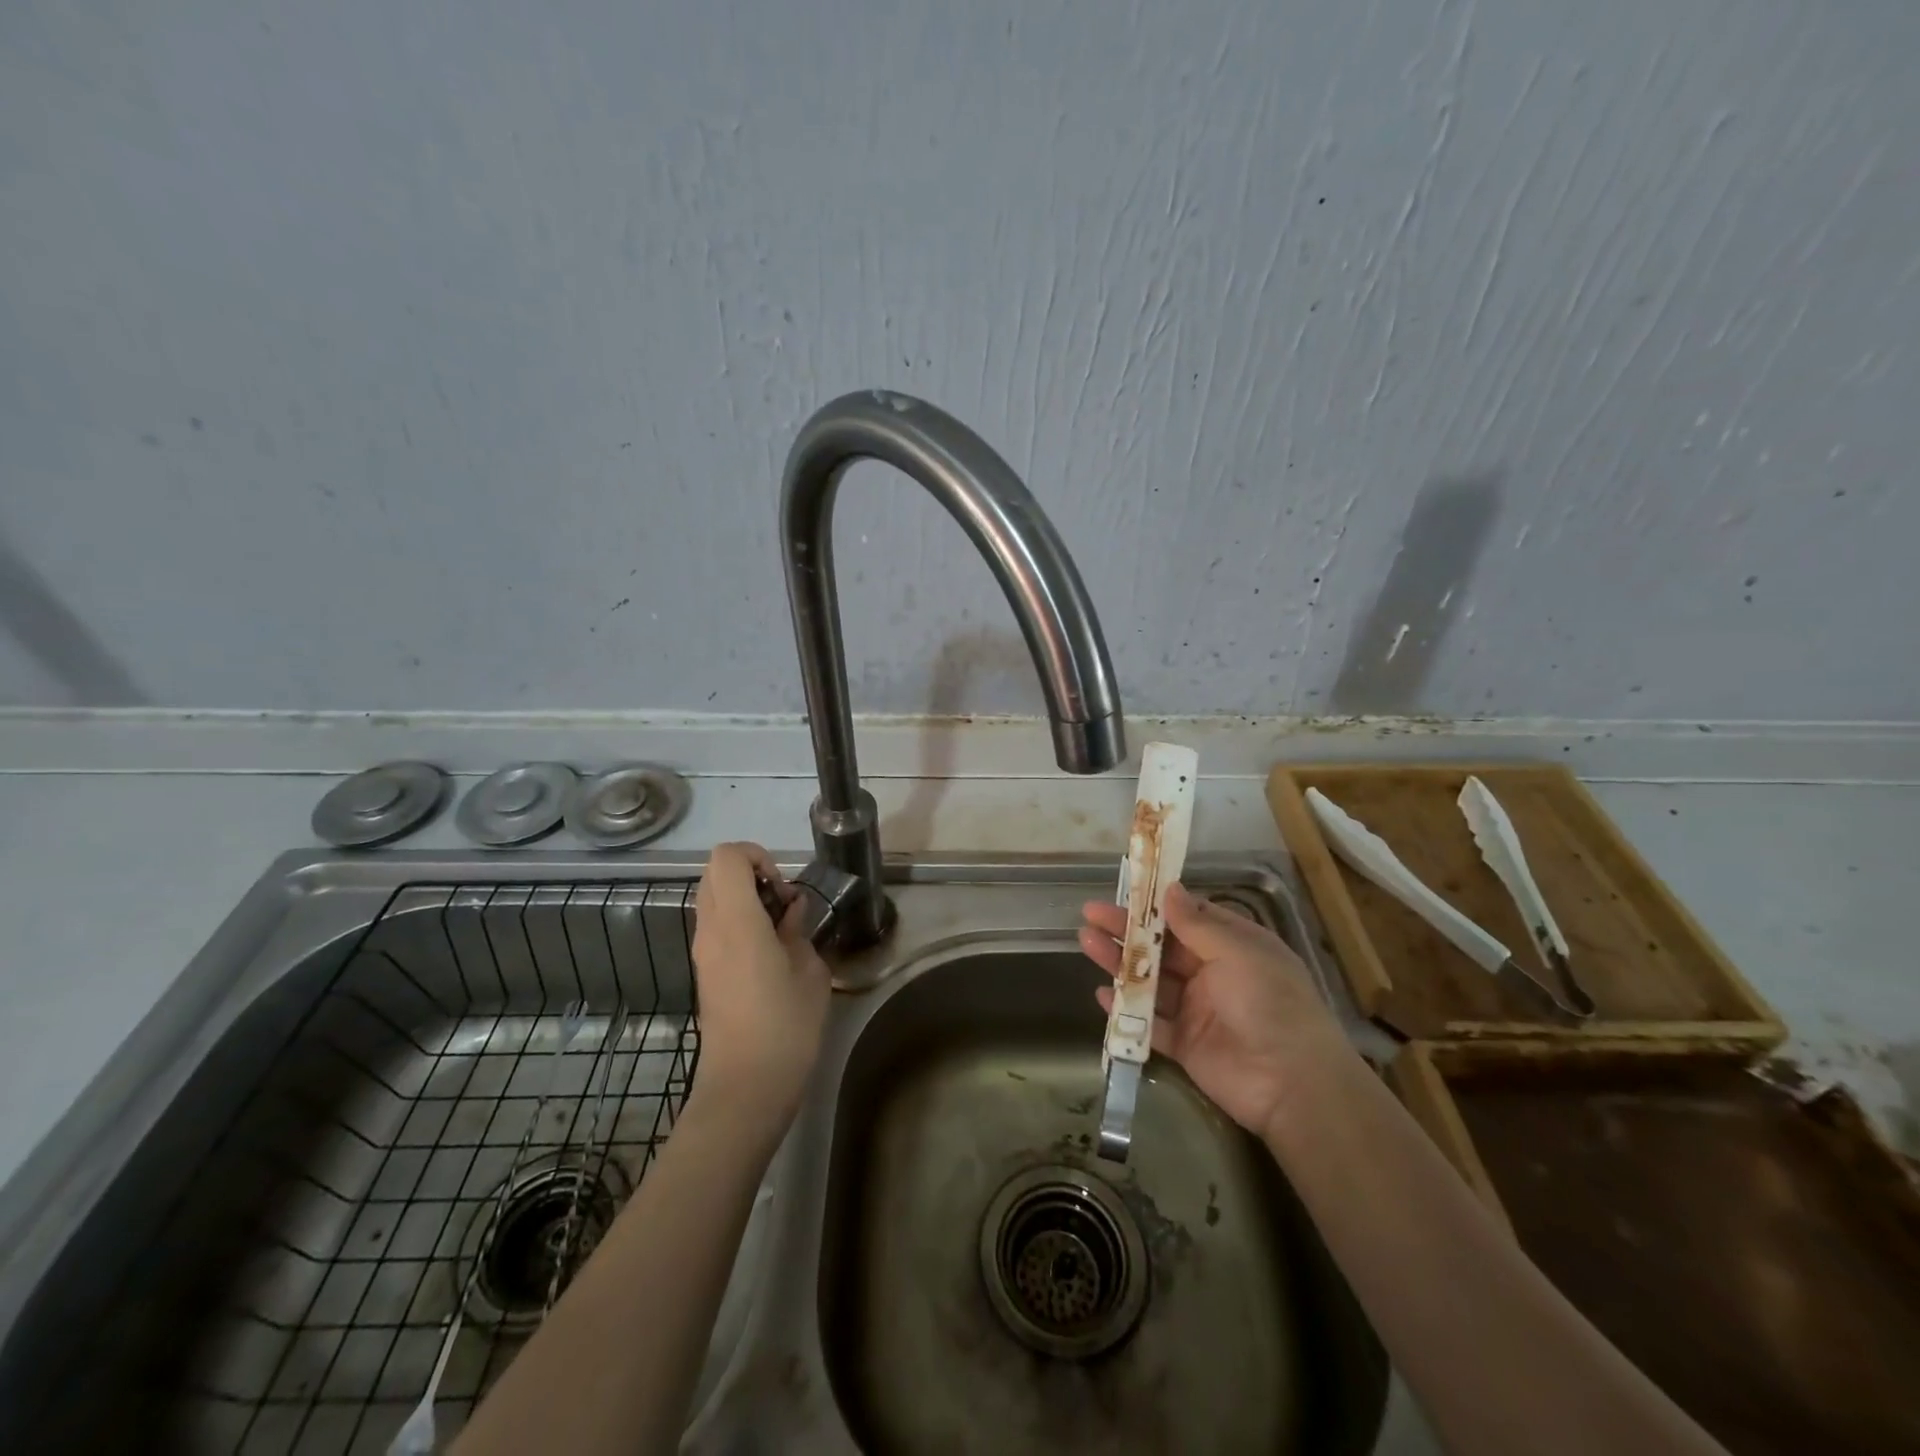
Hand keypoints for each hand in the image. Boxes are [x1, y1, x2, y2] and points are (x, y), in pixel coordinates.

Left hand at [689, 843, 831, 1137]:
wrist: (745, 1087)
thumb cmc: (785, 1026)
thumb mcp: (810, 971)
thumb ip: (798, 930)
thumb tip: (790, 911)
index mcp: (737, 922)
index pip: (727, 857)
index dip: (757, 856)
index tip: (783, 887)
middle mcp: (711, 930)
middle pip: (715, 873)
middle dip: (751, 874)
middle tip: (783, 903)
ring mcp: (702, 952)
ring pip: (713, 899)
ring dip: (745, 899)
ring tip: (780, 929)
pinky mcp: (704, 971)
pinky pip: (716, 926)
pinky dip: (739, 922)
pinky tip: (769, 952)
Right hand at [1079, 881, 1351, 1141]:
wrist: (1293, 1084)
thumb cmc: (1270, 1002)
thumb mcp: (1238, 952)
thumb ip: (1197, 924)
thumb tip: (1169, 888)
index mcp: (1233, 946)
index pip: (1188, 918)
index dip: (1155, 904)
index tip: (1125, 889)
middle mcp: (1213, 973)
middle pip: (1161, 947)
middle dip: (1126, 931)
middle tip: (1091, 915)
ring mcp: (1197, 1010)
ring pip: (1150, 981)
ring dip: (1120, 963)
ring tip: (1086, 942)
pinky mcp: (1184, 1044)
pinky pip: (1149, 1023)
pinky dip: (1125, 1010)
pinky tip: (1102, 995)